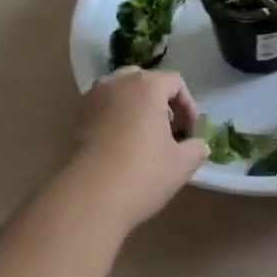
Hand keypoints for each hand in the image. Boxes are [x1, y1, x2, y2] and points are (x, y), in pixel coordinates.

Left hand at [66, 68, 207, 229]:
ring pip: (121, 92)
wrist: (91, 196)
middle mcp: (117, 82)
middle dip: (160, 102)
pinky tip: (121, 146)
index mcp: (146, 85)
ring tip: (144, 138)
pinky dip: (116, 118)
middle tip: (168, 130)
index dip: (188, 105)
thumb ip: (196, 148)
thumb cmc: (143, 174)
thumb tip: (198, 145)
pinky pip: (104, 108)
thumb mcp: (182, 164)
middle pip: (145, 81)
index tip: (189, 133)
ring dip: (136, 108)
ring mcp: (93, 98)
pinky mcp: (78, 117)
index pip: (174, 82)